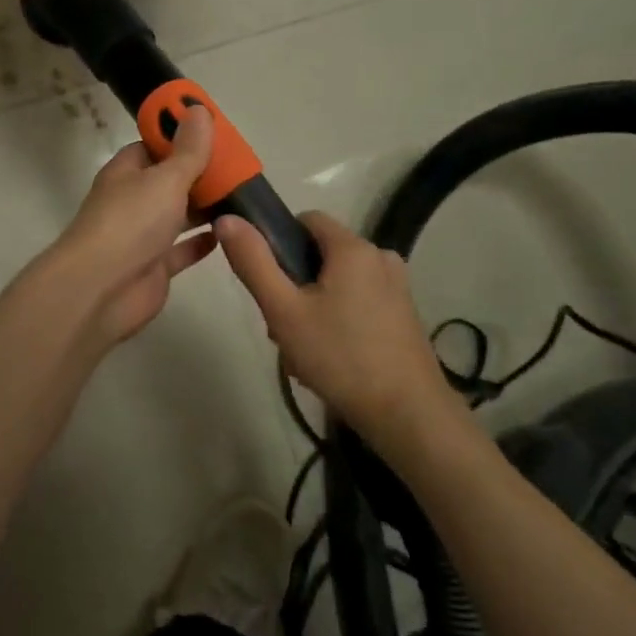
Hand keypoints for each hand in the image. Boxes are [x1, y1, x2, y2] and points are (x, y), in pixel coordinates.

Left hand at [48, 107, 218, 347]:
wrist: (101, 289)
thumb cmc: (131, 222)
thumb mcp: (165, 178)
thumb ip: (188, 150)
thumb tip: (198, 109)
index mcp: (127, 172)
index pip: (153, 146)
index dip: (181, 137)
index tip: (215, 132)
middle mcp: (133, 200)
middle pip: (169, 181)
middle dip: (200, 174)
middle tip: (241, 166)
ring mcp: (142, 236)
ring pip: (178, 215)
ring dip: (205, 207)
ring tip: (244, 196)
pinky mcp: (154, 267)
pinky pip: (182, 249)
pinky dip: (202, 242)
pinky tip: (229, 233)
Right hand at [215, 210, 461, 442]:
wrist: (408, 416)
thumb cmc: (340, 357)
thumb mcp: (284, 311)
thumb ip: (253, 262)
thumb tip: (227, 219)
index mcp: (353, 247)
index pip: (306, 219)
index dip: (278, 242)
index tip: (267, 281)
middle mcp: (380, 257)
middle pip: (320, 255)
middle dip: (293, 285)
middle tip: (281, 327)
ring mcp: (396, 287)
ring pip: (337, 283)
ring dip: (312, 308)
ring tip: (302, 351)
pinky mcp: (403, 315)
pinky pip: (358, 303)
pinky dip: (337, 321)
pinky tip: (328, 359)